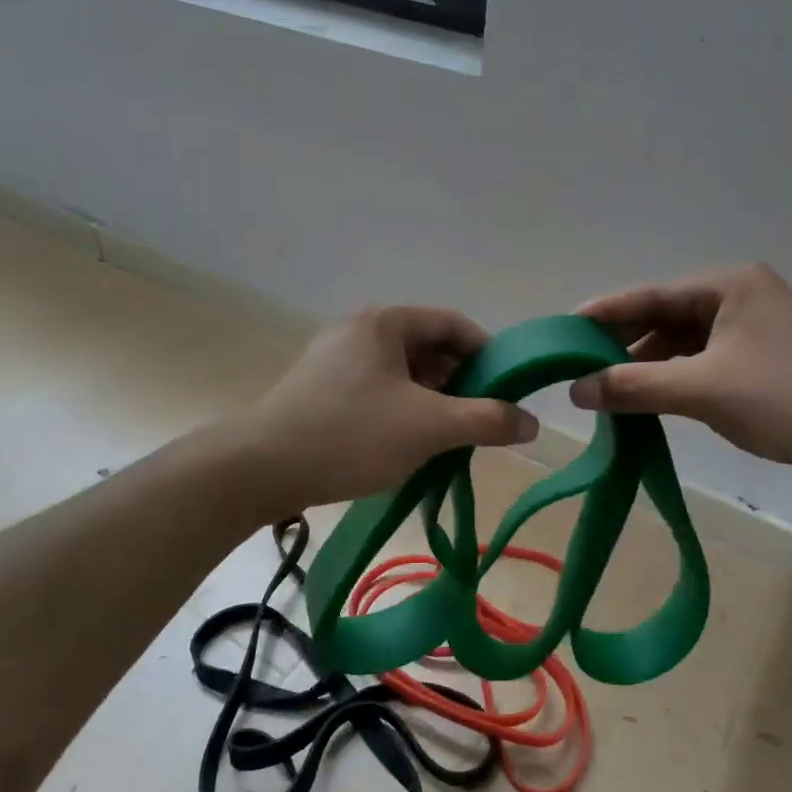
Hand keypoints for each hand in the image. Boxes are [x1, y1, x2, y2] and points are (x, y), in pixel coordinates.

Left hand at [238, 305, 536, 514]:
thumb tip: (532, 422)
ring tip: (449, 434)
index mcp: (386, 322)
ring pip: (403, 371)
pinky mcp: (321, 389)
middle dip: (461, 380)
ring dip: (433, 398)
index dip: (488, 353)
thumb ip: (486, 420)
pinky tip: (409, 442)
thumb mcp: (430, 427)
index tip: (509, 388)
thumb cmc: (352, 434)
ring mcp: (336, 359)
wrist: (259, 469)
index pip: (454, 324)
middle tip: (481, 417)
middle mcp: (360, 330)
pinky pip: (378, 389)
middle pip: (429, 346)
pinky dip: (403, 409)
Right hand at [569, 264, 791, 489]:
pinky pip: (705, 362)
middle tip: (579, 368)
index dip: (603, 314)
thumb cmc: (788, 399)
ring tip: (607, 390)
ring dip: (649, 366)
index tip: (562, 331)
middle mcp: (740, 296)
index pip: (650, 296)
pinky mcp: (765, 359)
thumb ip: (635, 385)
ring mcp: (755, 328)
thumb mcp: (703, 390)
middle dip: (625, 345)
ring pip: (685, 343)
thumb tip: (576, 389)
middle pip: (666, 317)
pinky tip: (651, 400)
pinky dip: (677, 380)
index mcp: (728, 285)